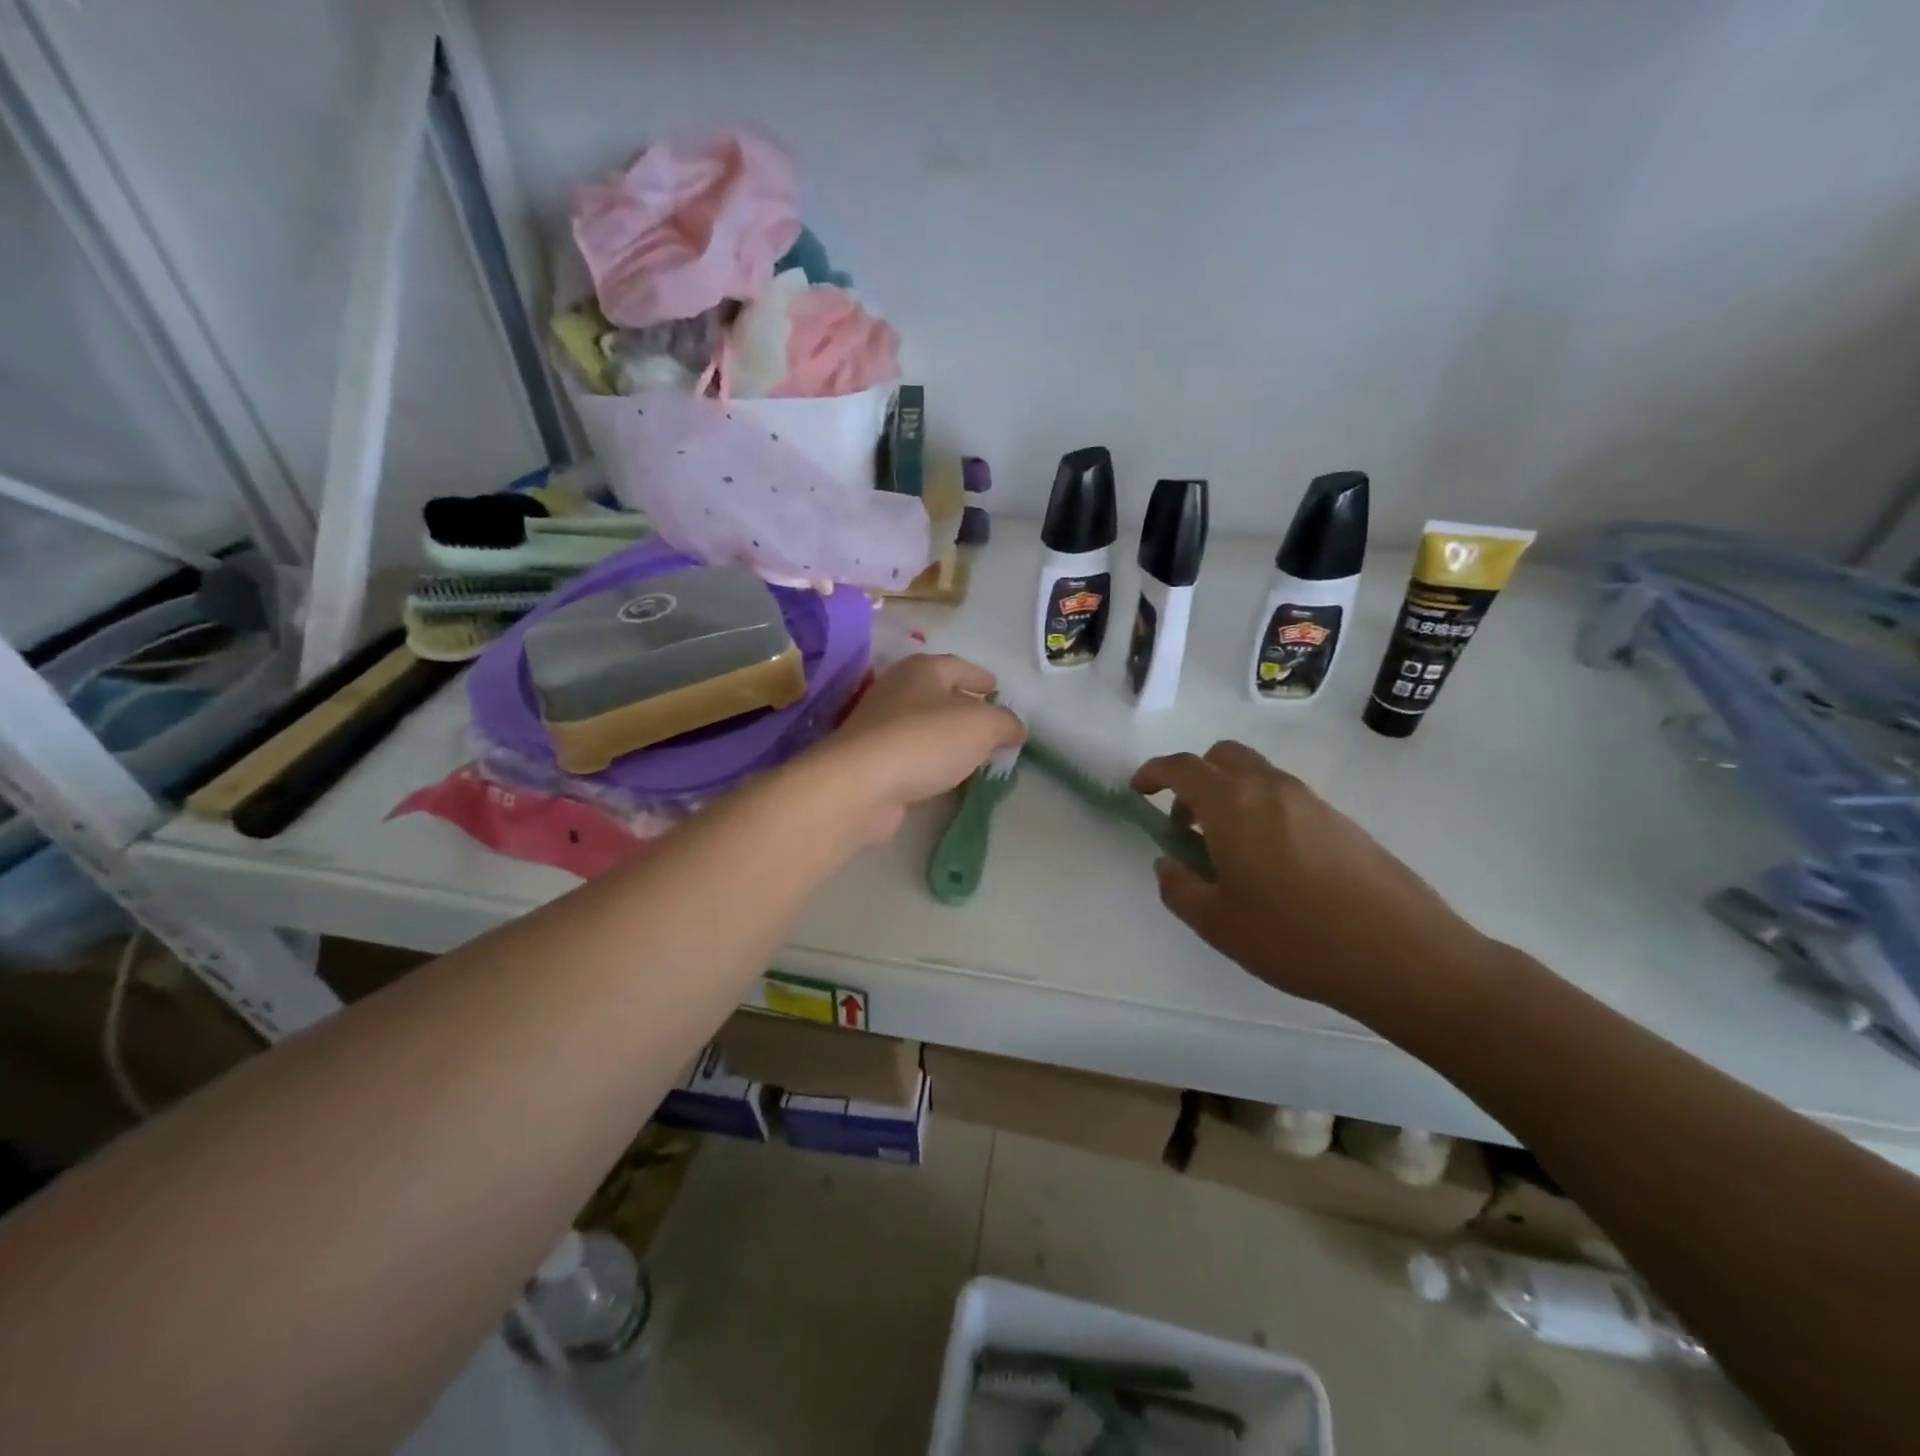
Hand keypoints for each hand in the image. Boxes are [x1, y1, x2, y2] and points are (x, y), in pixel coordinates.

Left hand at [806, 654, 1023, 842]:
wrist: (861, 784)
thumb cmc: (925, 740)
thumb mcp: (982, 726)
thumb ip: (1005, 723)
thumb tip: (1014, 728)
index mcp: (922, 670)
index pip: (957, 665)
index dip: (980, 676)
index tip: (996, 688)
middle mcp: (896, 690)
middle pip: (937, 693)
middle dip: (963, 705)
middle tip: (989, 721)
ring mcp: (879, 726)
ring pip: (922, 725)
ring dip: (946, 735)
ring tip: (972, 750)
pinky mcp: (871, 761)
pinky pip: (911, 754)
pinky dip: (930, 759)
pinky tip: (944, 773)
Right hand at [1133, 742, 1484, 1010]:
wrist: (1402, 953)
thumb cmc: (1295, 937)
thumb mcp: (1218, 924)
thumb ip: (1179, 888)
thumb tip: (1168, 864)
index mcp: (1232, 805)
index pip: (1182, 767)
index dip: (1154, 773)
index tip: (1139, 791)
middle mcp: (1270, 788)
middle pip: (1221, 757)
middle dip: (1193, 779)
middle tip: (1186, 825)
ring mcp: (1310, 800)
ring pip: (1256, 775)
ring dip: (1229, 796)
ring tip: (1228, 852)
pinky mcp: (1339, 819)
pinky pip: (1284, 797)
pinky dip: (1261, 811)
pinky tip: (1271, 864)